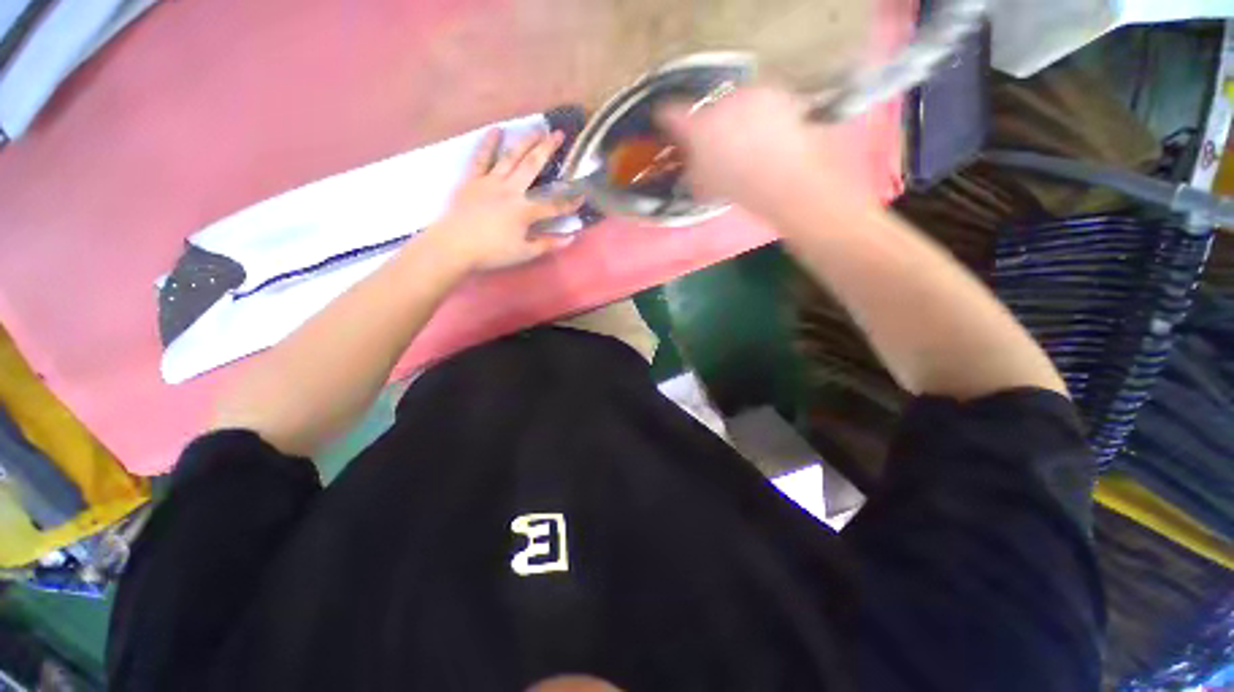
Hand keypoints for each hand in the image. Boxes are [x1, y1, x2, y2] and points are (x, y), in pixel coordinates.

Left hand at [427, 129, 581, 272]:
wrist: (454, 246)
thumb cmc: (492, 252)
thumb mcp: (524, 253)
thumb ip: (548, 244)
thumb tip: (571, 237)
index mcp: (524, 211)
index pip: (553, 205)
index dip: (570, 202)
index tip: (583, 195)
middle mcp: (511, 190)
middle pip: (533, 166)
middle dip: (548, 150)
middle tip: (560, 134)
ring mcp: (491, 181)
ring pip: (511, 157)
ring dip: (525, 141)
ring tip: (537, 127)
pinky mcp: (473, 179)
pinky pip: (482, 158)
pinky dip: (489, 143)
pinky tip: (497, 130)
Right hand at [656, 86, 875, 216]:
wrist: (782, 176)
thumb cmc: (737, 186)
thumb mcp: (703, 187)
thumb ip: (691, 170)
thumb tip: (689, 166)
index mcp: (696, 127)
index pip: (670, 114)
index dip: (665, 117)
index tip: (664, 119)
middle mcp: (718, 103)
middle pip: (706, 107)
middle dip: (708, 121)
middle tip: (716, 141)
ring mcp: (748, 94)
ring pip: (734, 101)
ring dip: (735, 116)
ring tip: (746, 140)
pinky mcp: (774, 91)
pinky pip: (760, 99)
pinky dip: (760, 112)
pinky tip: (767, 132)